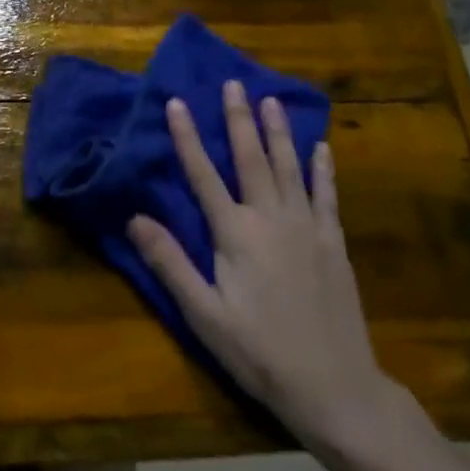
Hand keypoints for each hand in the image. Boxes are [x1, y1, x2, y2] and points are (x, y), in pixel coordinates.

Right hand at [128, 82, 399, 458]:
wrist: (335, 387)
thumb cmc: (259, 351)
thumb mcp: (203, 313)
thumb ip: (169, 262)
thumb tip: (134, 218)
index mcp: (235, 233)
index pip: (204, 175)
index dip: (187, 137)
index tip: (176, 102)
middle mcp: (271, 219)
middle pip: (251, 159)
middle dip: (238, 119)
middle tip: (233, 83)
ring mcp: (308, 228)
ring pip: (289, 168)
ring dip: (278, 132)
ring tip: (270, 99)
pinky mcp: (333, 243)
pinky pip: (326, 195)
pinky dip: (322, 169)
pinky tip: (321, 147)